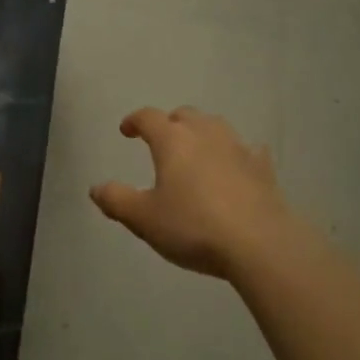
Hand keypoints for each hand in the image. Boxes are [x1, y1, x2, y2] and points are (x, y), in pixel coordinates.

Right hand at [90, 107, 298, 279]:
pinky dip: (237, 154)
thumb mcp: (144, 219)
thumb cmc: (193, 226)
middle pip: (185, 116)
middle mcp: (206, 134)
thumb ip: (117, 200)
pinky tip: (237, 166)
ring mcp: (239, 147)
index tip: (126, 130)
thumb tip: (96, 188)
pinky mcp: (263, 168)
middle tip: (161, 140)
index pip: (149, 118)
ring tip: (196, 150)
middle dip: (170, 123)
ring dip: (202, 132)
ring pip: (216, 127)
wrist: (258, 243)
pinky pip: (247, 151)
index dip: (134, 121)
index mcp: (173, 141)